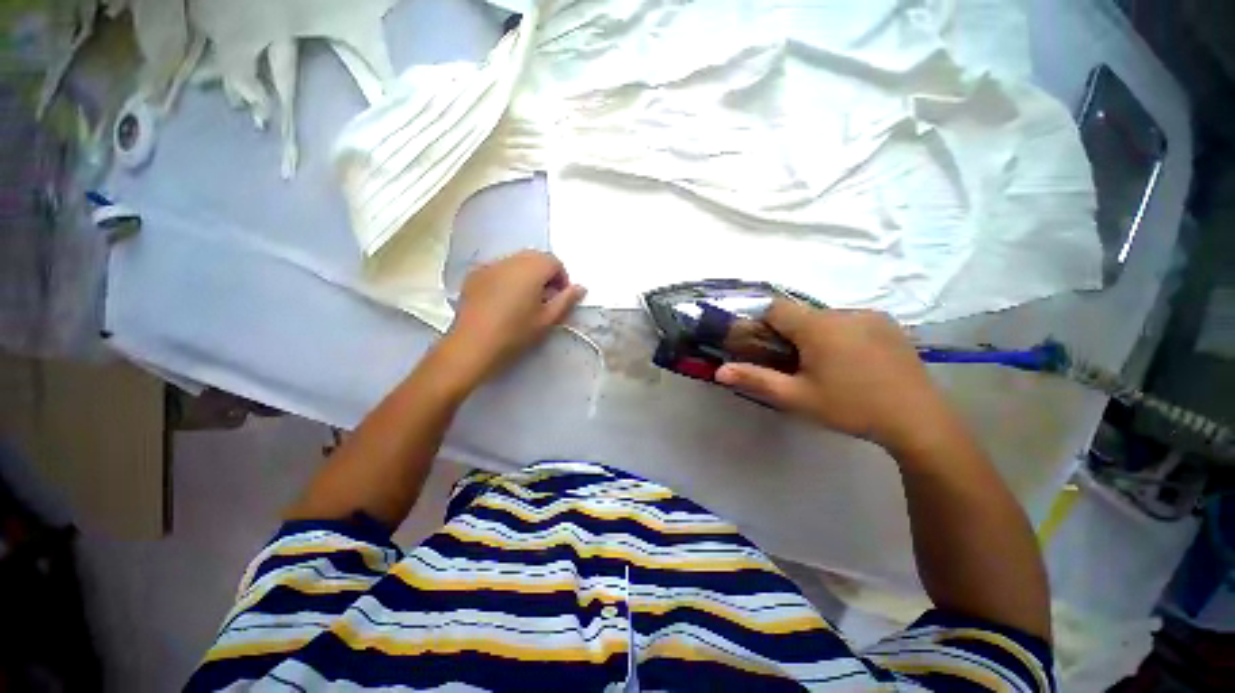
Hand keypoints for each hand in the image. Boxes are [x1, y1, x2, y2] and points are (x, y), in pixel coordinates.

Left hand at [437, 250, 585, 386]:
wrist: (472, 346)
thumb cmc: (515, 333)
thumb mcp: (547, 320)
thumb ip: (566, 300)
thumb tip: (581, 287)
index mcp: (531, 269)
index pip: (554, 262)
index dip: (562, 278)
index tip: (559, 298)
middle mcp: (510, 260)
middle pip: (535, 257)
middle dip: (545, 274)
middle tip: (544, 299)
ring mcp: (489, 265)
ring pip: (516, 262)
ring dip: (526, 275)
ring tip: (524, 300)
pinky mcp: (474, 275)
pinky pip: (499, 269)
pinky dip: (508, 277)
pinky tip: (504, 300)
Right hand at [715, 299, 960, 453]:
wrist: (918, 420)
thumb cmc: (850, 407)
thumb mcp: (797, 397)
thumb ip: (756, 380)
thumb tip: (719, 371)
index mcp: (818, 327)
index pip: (776, 308)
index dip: (765, 324)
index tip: (769, 349)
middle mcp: (843, 312)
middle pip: (802, 314)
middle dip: (792, 333)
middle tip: (797, 365)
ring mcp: (870, 316)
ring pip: (827, 318)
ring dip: (818, 334)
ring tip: (829, 367)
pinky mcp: (889, 324)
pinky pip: (851, 321)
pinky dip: (842, 335)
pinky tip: (855, 362)